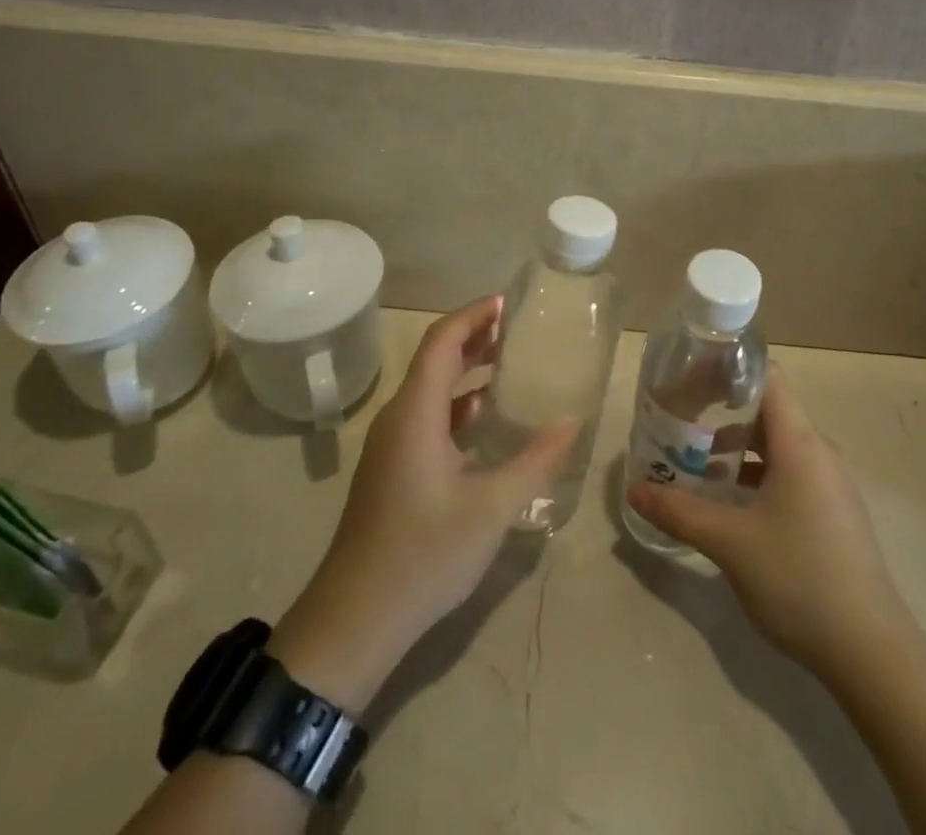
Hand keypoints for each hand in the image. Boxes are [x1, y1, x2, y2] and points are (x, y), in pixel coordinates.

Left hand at [269, 298, 575, 708]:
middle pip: (435, 359)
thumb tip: (571, 422)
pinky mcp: (393, 468)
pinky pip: (428, 417)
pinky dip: (459, 404)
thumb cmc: (423, 555)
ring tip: (511, 364)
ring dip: (468, 371)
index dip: (473, 315)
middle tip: (520, 329)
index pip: (442, 341)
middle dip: (475, 337)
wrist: (354, 621)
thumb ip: (535, 461)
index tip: (509, 304)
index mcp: (416, 413)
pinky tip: (488, 420)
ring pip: (431, 389)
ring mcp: (392, 445)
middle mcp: (399, 418)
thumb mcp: (491, 508)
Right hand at [625, 371, 907, 678]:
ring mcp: (829, 484)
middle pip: (767, 412)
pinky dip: (756, 475)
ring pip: (776, 447)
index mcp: (800, 443)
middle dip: (722, 413)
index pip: (767, 378)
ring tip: (696, 464)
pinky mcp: (832, 513)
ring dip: (737, 449)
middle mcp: (818, 452)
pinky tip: (731, 505)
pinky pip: (789, 474)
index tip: (689, 377)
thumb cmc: (799, 578)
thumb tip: (636, 490)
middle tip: (680, 422)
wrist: (871, 651)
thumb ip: (680, 512)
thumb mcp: (731, 543)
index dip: (727, 370)